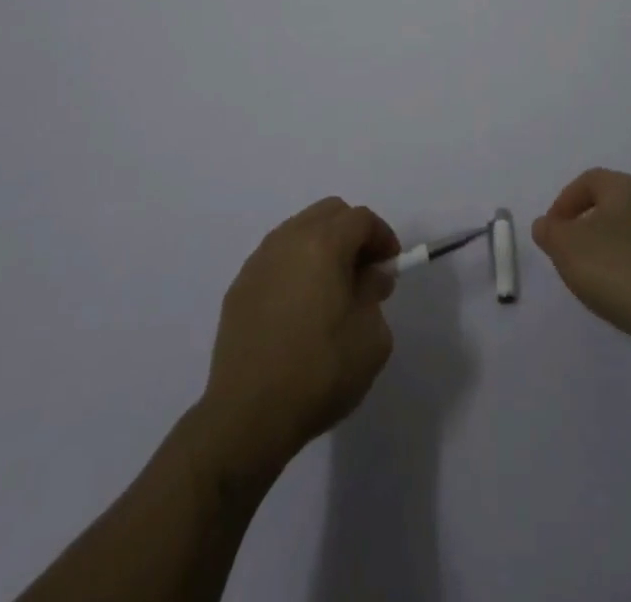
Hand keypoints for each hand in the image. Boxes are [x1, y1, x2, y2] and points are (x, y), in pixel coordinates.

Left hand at [200, 198, 400, 475]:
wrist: (247, 416)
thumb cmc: (319, 373)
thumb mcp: (371, 338)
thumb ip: (375, 294)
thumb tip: (369, 275)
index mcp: (323, 244)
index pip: (361, 219)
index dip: (382, 236)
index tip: (391, 266)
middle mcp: (288, 239)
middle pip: (328, 213)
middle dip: (352, 233)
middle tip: (364, 271)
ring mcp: (259, 261)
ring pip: (299, 230)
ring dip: (322, 246)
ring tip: (331, 289)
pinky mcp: (239, 286)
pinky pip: (276, 258)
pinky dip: (295, 267)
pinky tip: (299, 307)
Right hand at [533, 168, 630, 359]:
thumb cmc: (616, 269)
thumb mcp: (566, 247)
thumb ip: (549, 232)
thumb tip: (546, 225)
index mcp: (624, 188)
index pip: (588, 180)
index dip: (564, 201)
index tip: (552, 230)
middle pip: (609, 205)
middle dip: (584, 225)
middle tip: (567, 251)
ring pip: (627, 232)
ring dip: (604, 248)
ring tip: (590, 277)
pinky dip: (625, 268)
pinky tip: (617, 293)